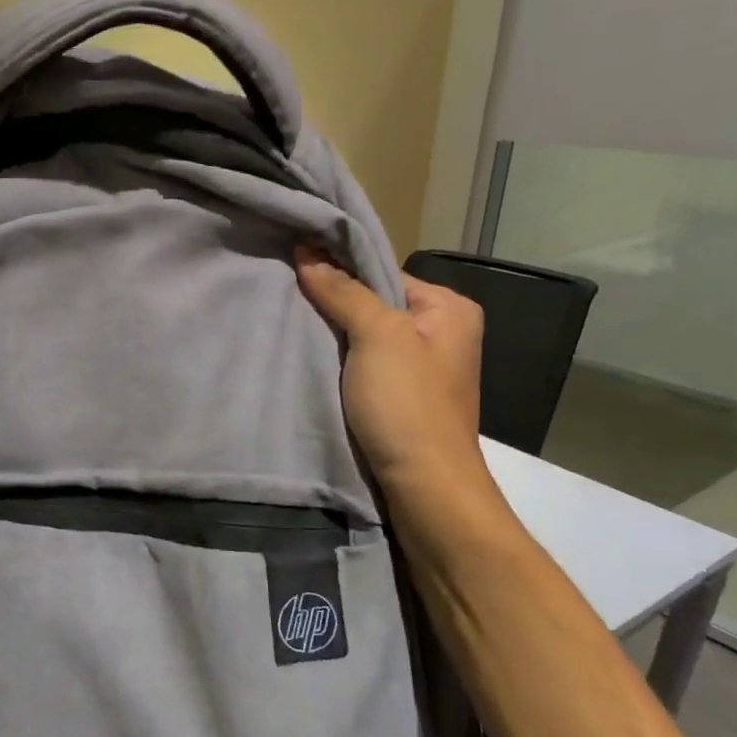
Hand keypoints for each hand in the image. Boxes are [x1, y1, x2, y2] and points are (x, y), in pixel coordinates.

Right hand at [296, 249, 486, 492]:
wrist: (424, 485)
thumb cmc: (407, 404)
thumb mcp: (378, 336)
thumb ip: (344, 292)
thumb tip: (307, 251)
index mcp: (449, 308)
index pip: (383, 273)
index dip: (340, 271)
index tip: (295, 269)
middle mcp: (441, 332)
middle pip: (373, 304)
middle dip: (333, 304)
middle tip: (287, 298)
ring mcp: (420, 369)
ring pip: (365, 337)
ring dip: (332, 336)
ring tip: (291, 326)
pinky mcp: (401, 398)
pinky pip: (364, 366)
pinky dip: (338, 363)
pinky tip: (309, 361)